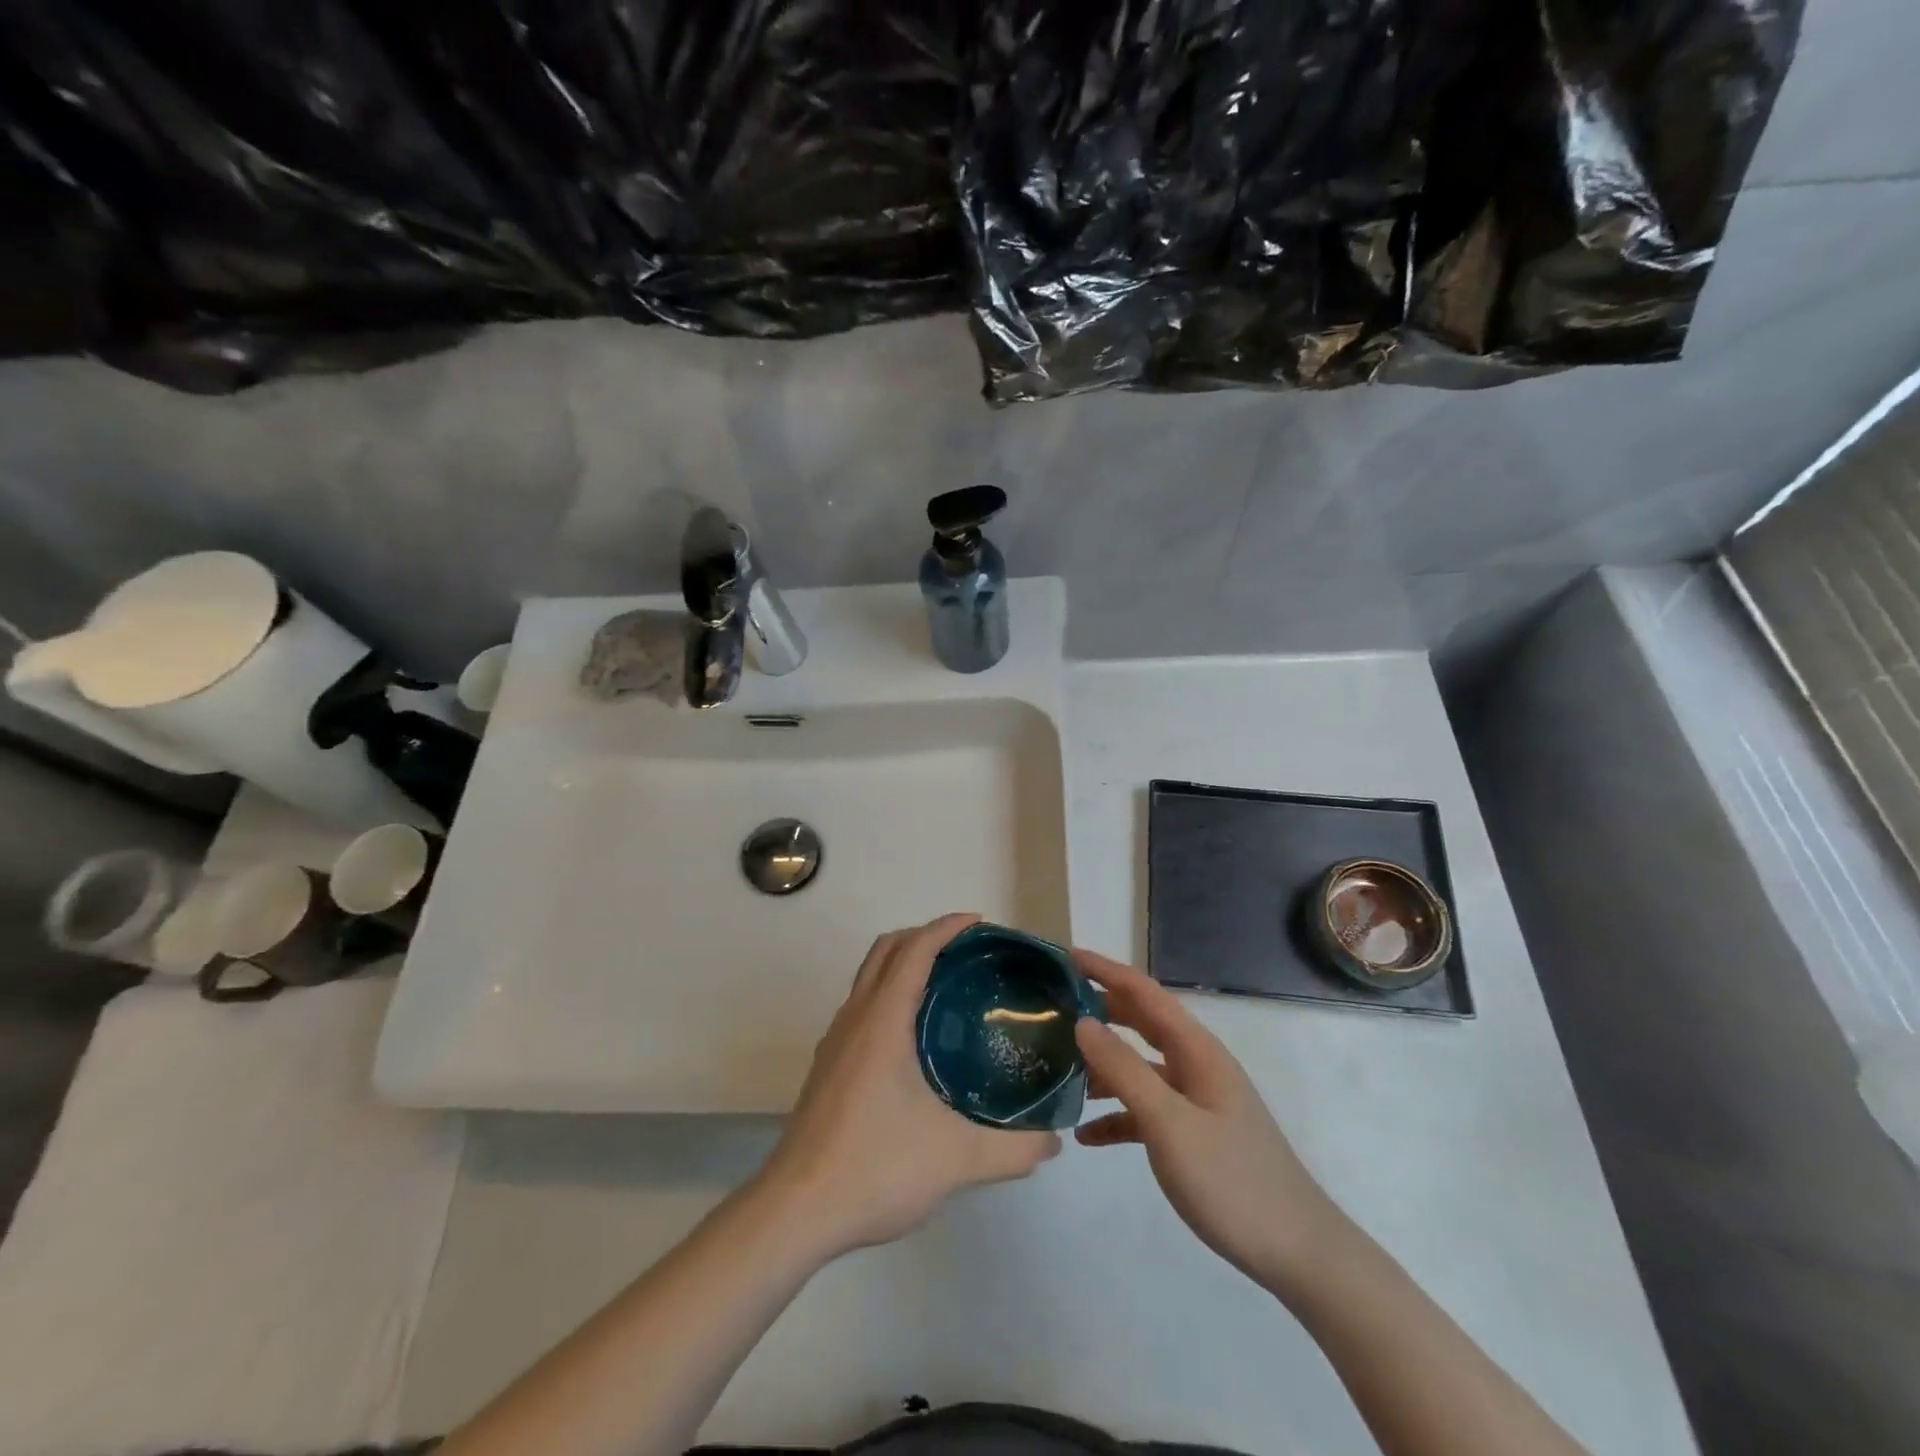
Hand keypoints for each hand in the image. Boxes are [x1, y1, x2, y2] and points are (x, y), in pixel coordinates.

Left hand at [759, 914, 1061, 1259]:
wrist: (795, 1211)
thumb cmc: (875, 1167)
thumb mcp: (956, 1159)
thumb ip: (1013, 1149)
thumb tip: (1053, 1139)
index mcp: (883, 1020)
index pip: (915, 949)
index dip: (947, 927)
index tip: (980, 923)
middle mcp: (855, 1018)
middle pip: (886, 949)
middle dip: (925, 936)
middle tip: (967, 951)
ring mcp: (835, 1042)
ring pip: (868, 977)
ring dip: (903, 963)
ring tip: (946, 987)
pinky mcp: (827, 1067)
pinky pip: (861, 1007)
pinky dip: (889, 995)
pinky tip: (914, 1038)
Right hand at [1073, 948, 1345, 1290]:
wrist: (1297, 1253)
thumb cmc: (1232, 1180)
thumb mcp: (1169, 1123)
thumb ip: (1124, 1070)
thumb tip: (1083, 1022)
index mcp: (1196, 1050)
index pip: (1144, 992)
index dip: (1106, 970)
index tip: (1065, 957)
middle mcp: (1196, 1065)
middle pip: (1140, 1023)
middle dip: (1099, 1011)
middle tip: (1052, 1007)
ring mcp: (1196, 1100)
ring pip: (1139, 1067)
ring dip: (1102, 1065)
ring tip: (1058, 1068)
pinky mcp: (1193, 1134)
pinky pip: (1146, 1110)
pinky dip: (1116, 1115)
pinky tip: (1086, 1136)